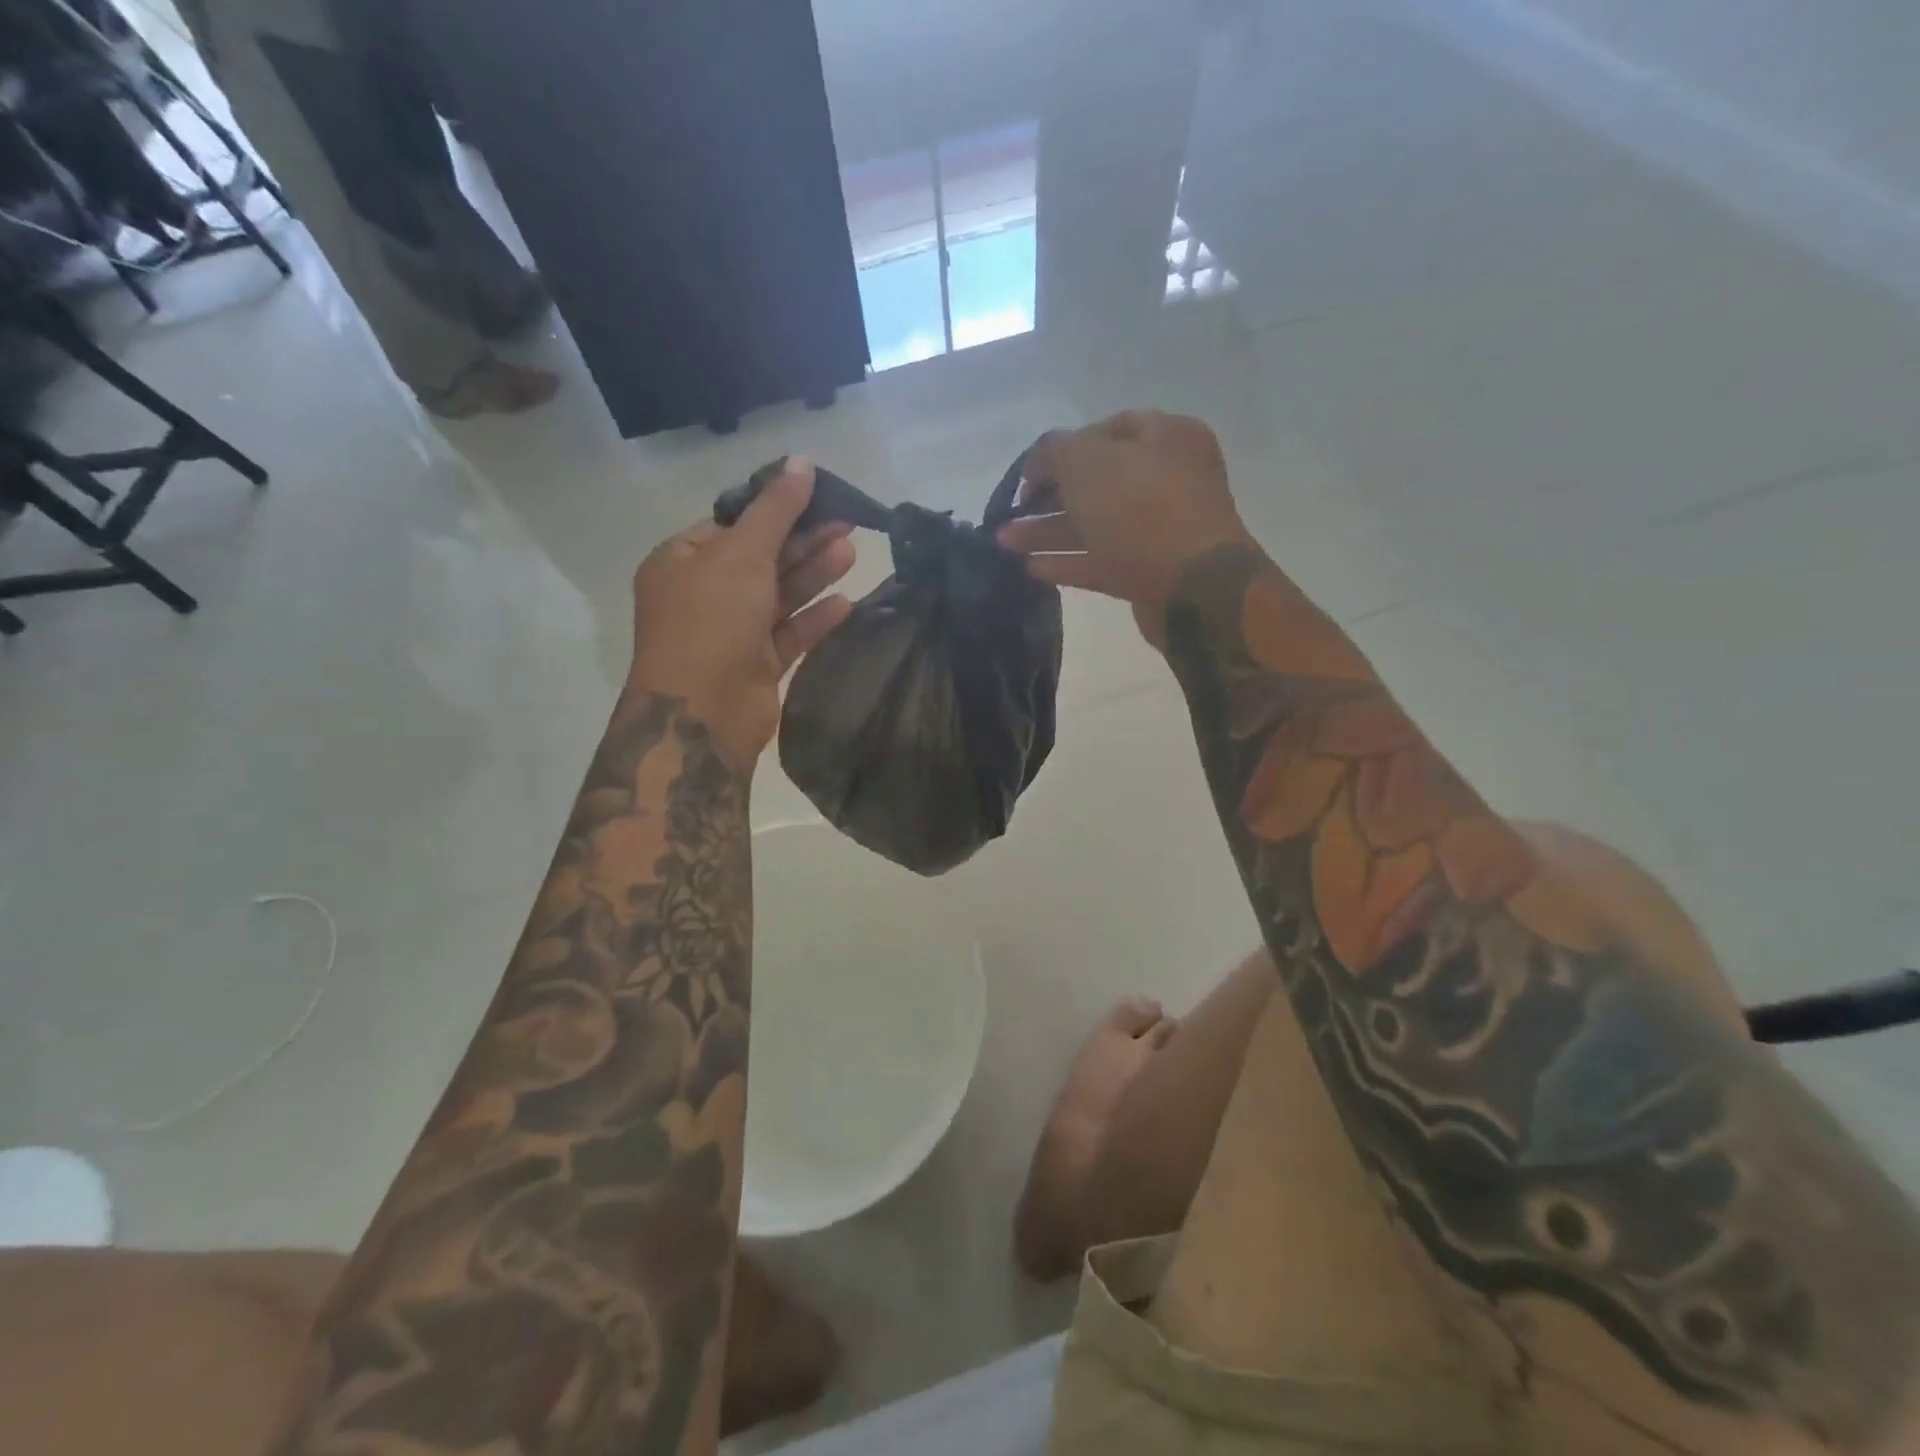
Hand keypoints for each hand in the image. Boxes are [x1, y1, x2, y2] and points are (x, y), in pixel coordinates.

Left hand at [627, 458, 855, 768]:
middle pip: (761, 559)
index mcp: (682, 562)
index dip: (775, 509)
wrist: (703, 712)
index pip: (733, 525)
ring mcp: (731, 633)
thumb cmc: (712, 620)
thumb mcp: (742, 553)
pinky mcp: (756, 665)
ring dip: (813, 575)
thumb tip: (801, 461)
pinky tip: (847, 604)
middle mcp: (704, 595)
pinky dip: (815, 618)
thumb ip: (775, 509)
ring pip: (779, 597)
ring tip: (852, 553)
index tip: (818, 497)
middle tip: (848, 524)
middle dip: (803, 542)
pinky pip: (789, 634)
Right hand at [998, 411, 1252, 646]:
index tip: (1027, 475)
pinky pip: (1102, 560)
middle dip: (1049, 497)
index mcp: (1165, 436)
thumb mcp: (1086, 463)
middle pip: (1097, 481)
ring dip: (1049, 531)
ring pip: (1095, 523)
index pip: (1104, 430)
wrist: (1193, 589)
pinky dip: (1068, 561)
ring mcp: (1161, 528)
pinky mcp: (1151, 571)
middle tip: (1011, 512)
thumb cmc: (1141, 511)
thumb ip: (1053, 451)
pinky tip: (1032, 568)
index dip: (1060, 449)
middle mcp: (1168, 478)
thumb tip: (1037, 462)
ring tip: (1005, 543)